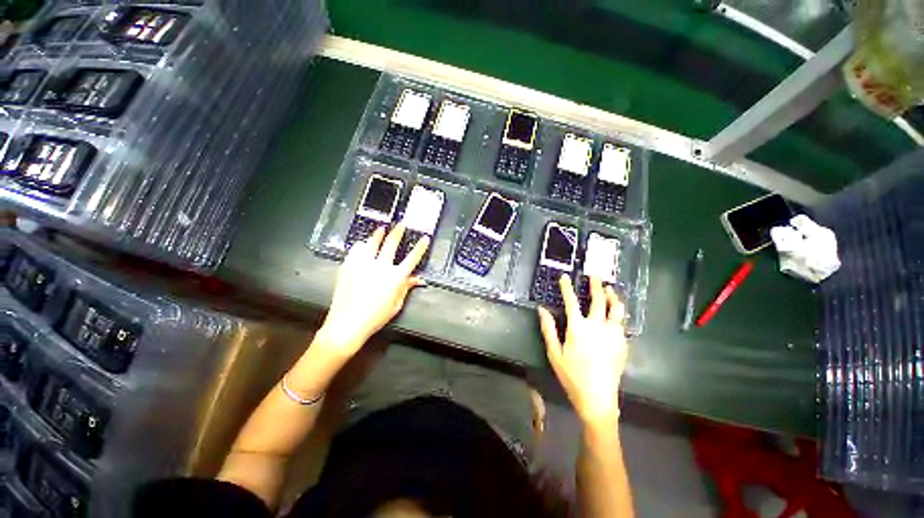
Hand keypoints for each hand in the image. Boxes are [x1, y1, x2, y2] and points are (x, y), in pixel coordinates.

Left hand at [317, 224, 428, 358]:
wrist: (347, 323)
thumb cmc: (375, 317)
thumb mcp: (396, 304)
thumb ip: (406, 288)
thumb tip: (417, 279)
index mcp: (395, 277)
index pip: (412, 258)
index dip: (420, 247)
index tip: (425, 238)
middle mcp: (381, 267)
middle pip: (392, 243)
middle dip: (398, 231)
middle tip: (401, 224)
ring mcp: (363, 264)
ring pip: (372, 242)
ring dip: (378, 233)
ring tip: (381, 228)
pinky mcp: (349, 266)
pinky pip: (356, 249)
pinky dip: (361, 245)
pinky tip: (362, 245)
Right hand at [538, 274, 628, 426]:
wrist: (598, 398)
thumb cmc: (572, 375)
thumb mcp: (554, 353)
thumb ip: (548, 329)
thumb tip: (541, 309)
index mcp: (578, 328)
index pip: (572, 302)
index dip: (567, 288)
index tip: (565, 277)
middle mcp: (598, 327)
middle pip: (598, 300)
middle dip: (595, 286)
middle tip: (594, 275)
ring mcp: (613, 335)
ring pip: (616, 309)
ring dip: (611, 297)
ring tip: (608, 289)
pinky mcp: (622, 343)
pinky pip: (621, 323)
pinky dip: (617, 313)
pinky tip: (615, 312)